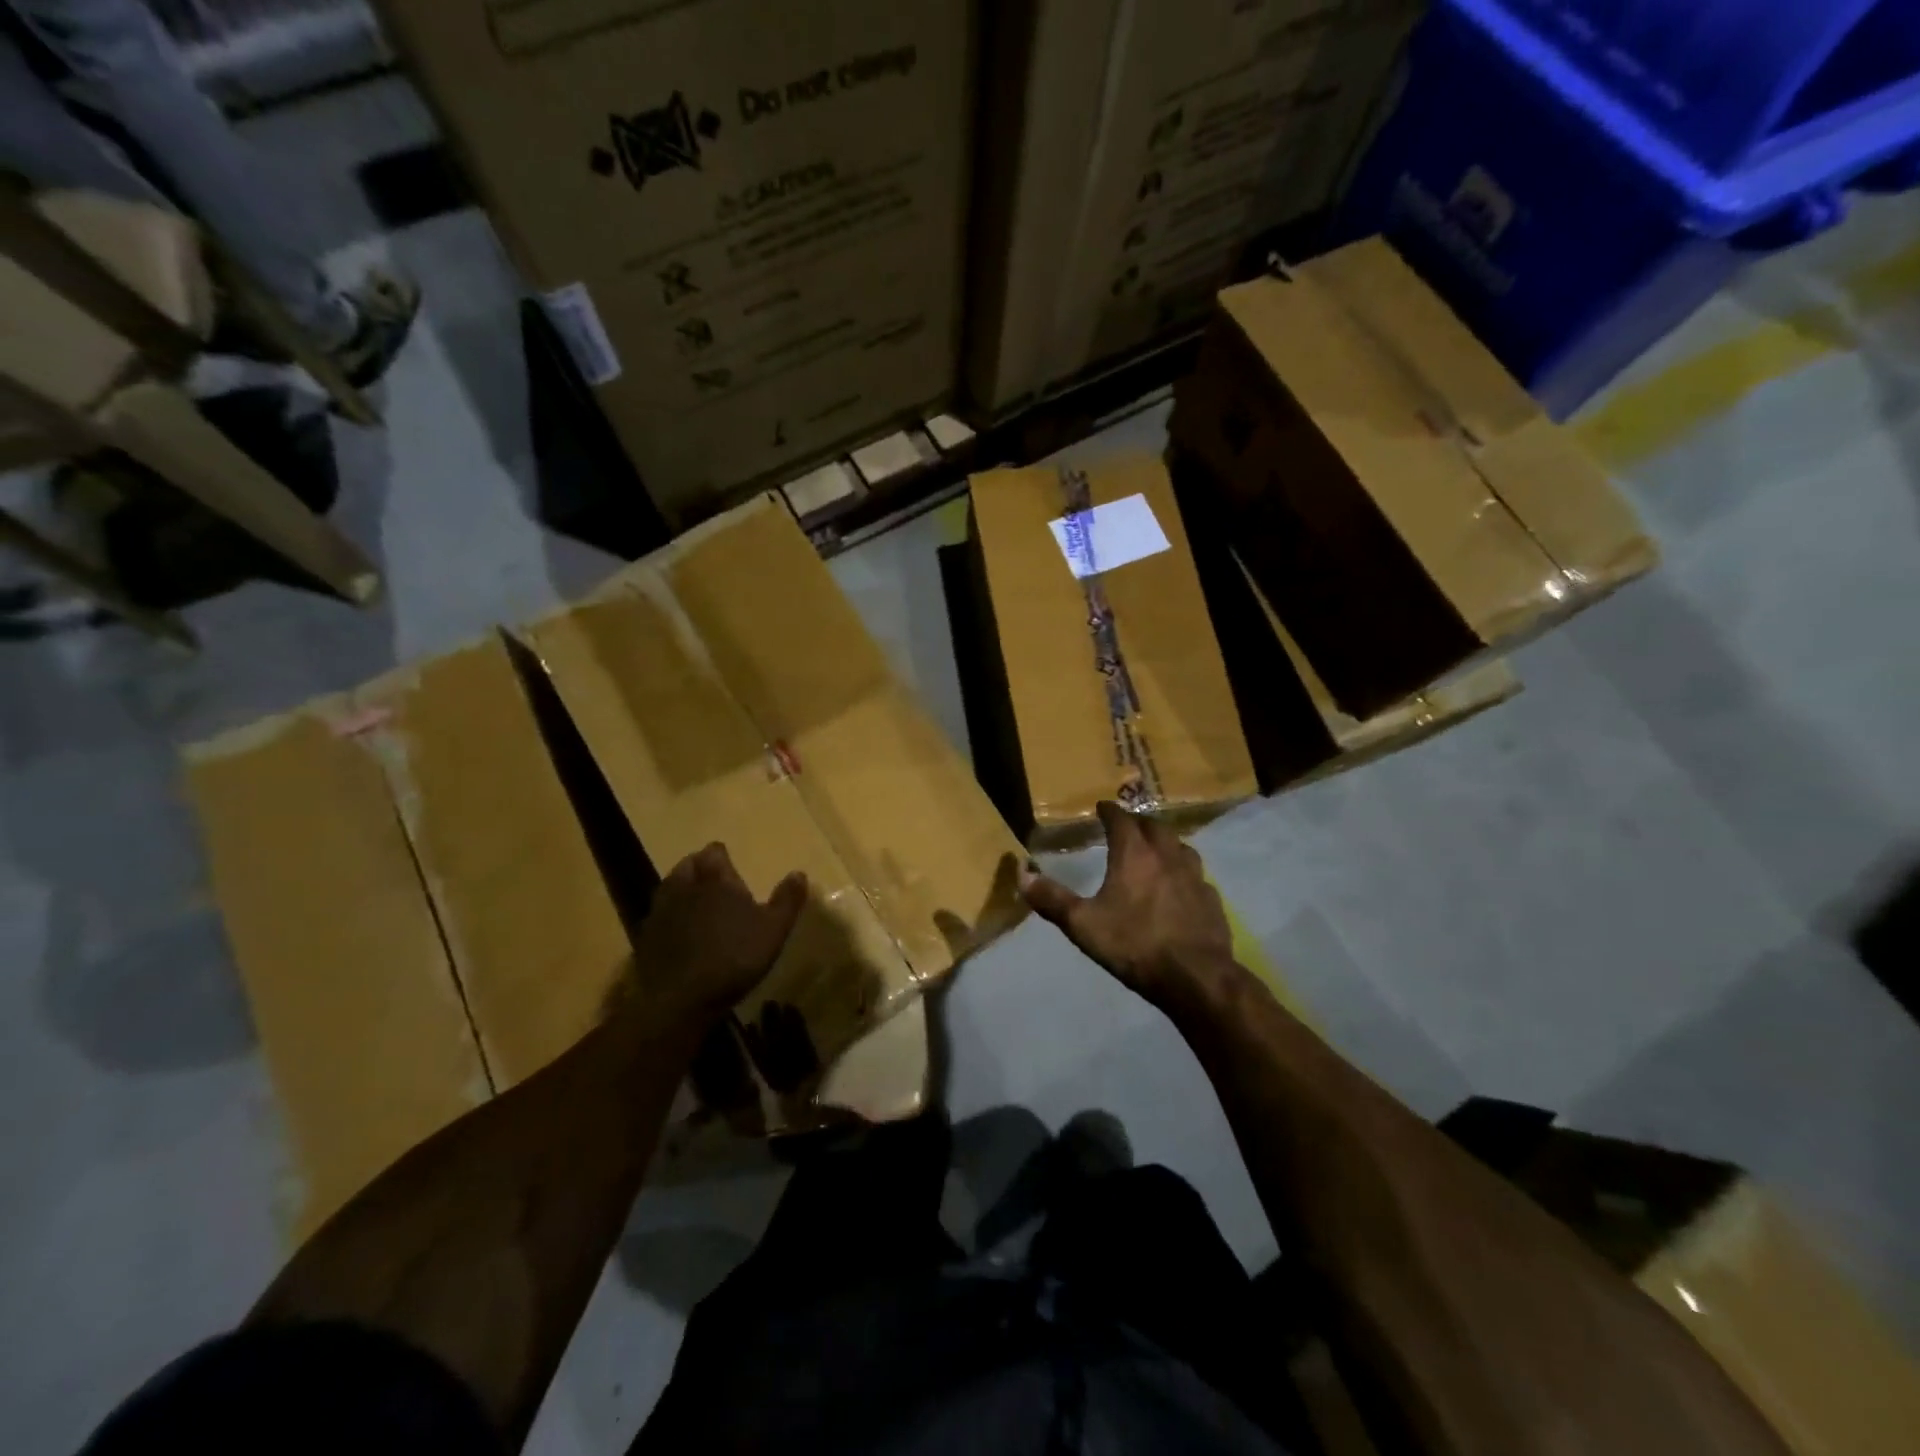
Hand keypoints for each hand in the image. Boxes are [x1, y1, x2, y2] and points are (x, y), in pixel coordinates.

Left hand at [629, 844, 805, 1031]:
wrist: (682, 999)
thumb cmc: (735, 957)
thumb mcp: (774, 929)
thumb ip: (787, 899)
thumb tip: (799, 873)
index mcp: (715, 878)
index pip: (714, 851)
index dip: (722, 857)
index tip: (732, 869)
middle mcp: (684, 886)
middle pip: (688, 864)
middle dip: (701, 868)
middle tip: (716, 885)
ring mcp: (660, 911)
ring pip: (670, 887)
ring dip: (683, 890)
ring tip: (698, 905)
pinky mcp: (645, 936)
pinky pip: (659, 915)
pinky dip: (670, 917)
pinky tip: (681, 934)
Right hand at [1019, 801, 1233, 1003]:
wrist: (1195, 977)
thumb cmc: (1134, 945)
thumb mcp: (1083, 925)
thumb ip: (1052, 899)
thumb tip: (1022, 874)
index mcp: (1134, 855)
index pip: (1121, 820)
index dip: (1110, 811)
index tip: (1102, 807)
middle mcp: (1167, 857)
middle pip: (1155, 827)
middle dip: (1139, 822)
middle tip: (1128, 826)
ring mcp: (1194, 877)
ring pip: (1181, 847)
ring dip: (1166, 843)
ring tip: (1156, 849)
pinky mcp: (1211, 900)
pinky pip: (1197, 876)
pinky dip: (1184, 872)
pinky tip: (1181, 886)